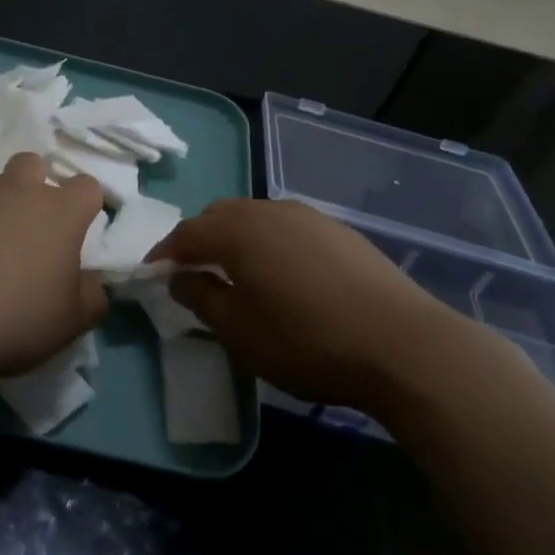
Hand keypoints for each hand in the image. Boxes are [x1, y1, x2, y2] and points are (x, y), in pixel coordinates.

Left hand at [0, 153, 108, 389]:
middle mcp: (15, 187)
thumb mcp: (67, 324)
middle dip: (29, 188)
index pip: (86, 187)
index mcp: (58, 212)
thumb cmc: (7, 315)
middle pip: (32, 166)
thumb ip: (90, 297)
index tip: (72, 233)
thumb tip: (93, 281)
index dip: (81, 207)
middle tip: (17, 233)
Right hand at [151, 199, 511, 414]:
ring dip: (237, 239)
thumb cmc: (306, 340)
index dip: (165, 253)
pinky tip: (283, 275)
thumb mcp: (239, 332)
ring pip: (258, 218)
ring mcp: (310, 217)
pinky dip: (270, 244)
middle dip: (200, 239)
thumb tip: (182, 277)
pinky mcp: (341, 232)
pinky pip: (288, 228)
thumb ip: (201, 299)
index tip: (152, 274)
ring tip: (236, 273)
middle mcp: (271, 210)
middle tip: (192, 271)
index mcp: (239, 230)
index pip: (187, 232)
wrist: (402, 344)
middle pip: (221, 215)